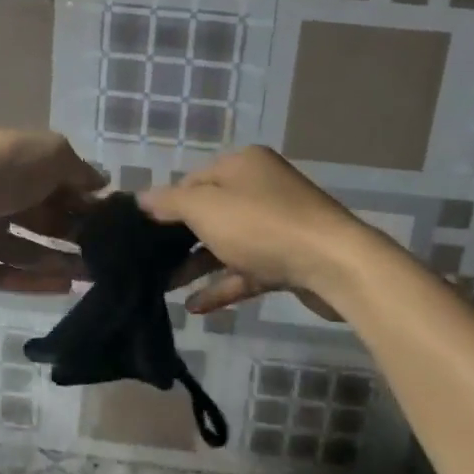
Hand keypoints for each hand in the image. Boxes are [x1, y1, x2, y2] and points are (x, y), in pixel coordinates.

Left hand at [0, 131, 103, 294]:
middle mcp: (0, 197)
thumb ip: (79, 170)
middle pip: (45, 219)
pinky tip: (67, 287)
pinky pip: (7, 275)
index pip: (57, 183)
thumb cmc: (2, 169)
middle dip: (76, 234)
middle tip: (109, 253)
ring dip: (62, 262)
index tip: (113, 218)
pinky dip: (35, 282)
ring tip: (94, 275)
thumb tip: (102, 184)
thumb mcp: (51, 154)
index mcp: (16, 165)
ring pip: (29, 251)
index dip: (84, 199)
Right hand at [139, 147, 371, 317]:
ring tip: (163, 287)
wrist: (333, 264)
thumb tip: (141, 198)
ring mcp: (276, 225)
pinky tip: (195, 307)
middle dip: (178, 239)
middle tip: (146, 262)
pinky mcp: (287, 259)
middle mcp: (260, 188)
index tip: (140, 232)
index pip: (193, 180)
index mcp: (242, 165)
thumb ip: (169, 203)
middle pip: (210, 213)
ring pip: (226, 244)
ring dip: (197, 265)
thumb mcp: (206, 208)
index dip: (166, 205)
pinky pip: (246, 270)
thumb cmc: (262, 225)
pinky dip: (222, 285)